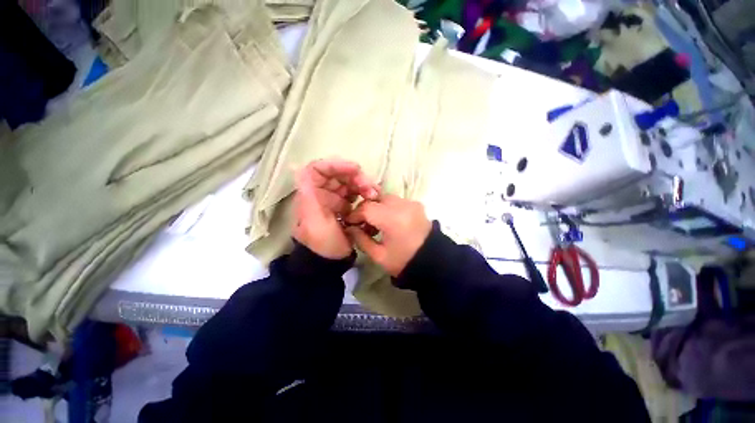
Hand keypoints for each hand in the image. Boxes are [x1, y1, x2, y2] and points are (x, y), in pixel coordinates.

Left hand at [293, 159, 379, 259]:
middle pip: (338, 175)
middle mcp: (322, 194)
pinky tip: (372, 199)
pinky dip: (364, 194)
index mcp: (311, 195)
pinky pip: (355, 194)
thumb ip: (310, 196)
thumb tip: (298, 169)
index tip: (355, 169)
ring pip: (348, 183)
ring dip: (362, 185)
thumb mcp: (315, 221)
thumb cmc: (322, 243)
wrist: (330, 262)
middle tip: (370, 187)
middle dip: (355, 177)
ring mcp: (334, 200)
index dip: (335, 165)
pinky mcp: (344, 207)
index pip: (318, 169)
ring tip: (374, 195)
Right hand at [345, 195, 431, 275]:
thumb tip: (351, 228)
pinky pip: (397, 201)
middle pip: (376, 199)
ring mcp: (411, 203)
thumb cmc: (404, 261)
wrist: (433, 261)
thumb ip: (361, 239)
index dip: (355, 215)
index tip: (350, 224)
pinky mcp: (417, 204)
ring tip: (376, 224)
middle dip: (366, 209)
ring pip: (386, 198)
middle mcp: (403, 205)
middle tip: (363, 224)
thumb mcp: (378, 255)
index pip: (367, 208)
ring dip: (377, 207)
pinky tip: (389, 221)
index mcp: (393, 219)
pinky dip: (389, 208)